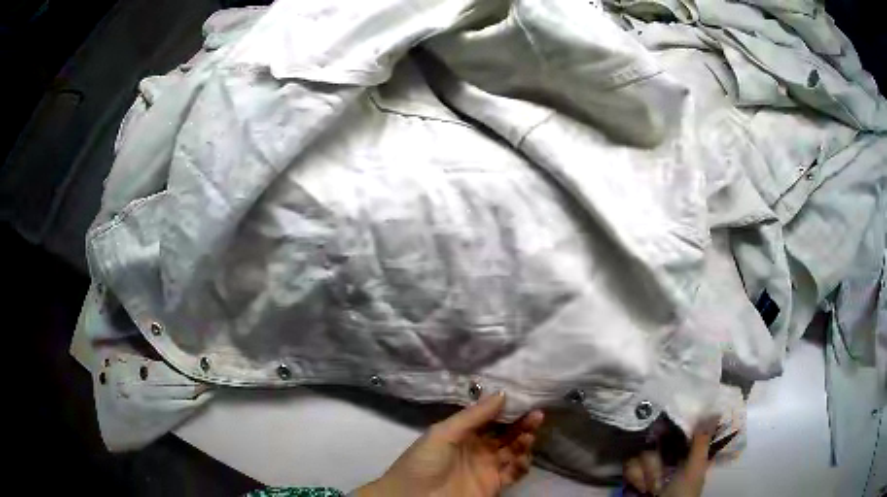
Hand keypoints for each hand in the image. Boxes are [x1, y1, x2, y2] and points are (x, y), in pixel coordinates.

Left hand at [355, 392, 544, 496]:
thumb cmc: (424, 461)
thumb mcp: (443, 433)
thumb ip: (473, 416)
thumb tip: (502, 393)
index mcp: (463, 433)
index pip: (491, 418)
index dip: (507, 409)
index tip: (525, 398)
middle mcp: (478, 448)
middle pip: (506, 433)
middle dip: (522, 424)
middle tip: (537, 415)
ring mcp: (486, 467)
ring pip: (513, 451)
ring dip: (524, 442)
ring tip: (529, 434)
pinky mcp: (493, 484)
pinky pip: (514, 472)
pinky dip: (523, 464)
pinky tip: (524, 457)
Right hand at [623, 419, 717, 496]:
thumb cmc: (682, 494)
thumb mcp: (695, 469)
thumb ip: (701, 442)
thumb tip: (714, 409)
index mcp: (688, 452)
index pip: (680, 429)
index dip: (673, 426)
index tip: (666, 423)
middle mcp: (668, 455)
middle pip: (656, 440)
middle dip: (655, 462)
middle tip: (661, 478)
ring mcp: (650, 466)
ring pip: (641, 453)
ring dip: (647, 474)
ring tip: (653, 489)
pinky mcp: (634, 473)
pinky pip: (629, 464)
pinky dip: (635, 478)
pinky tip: (642, 489)